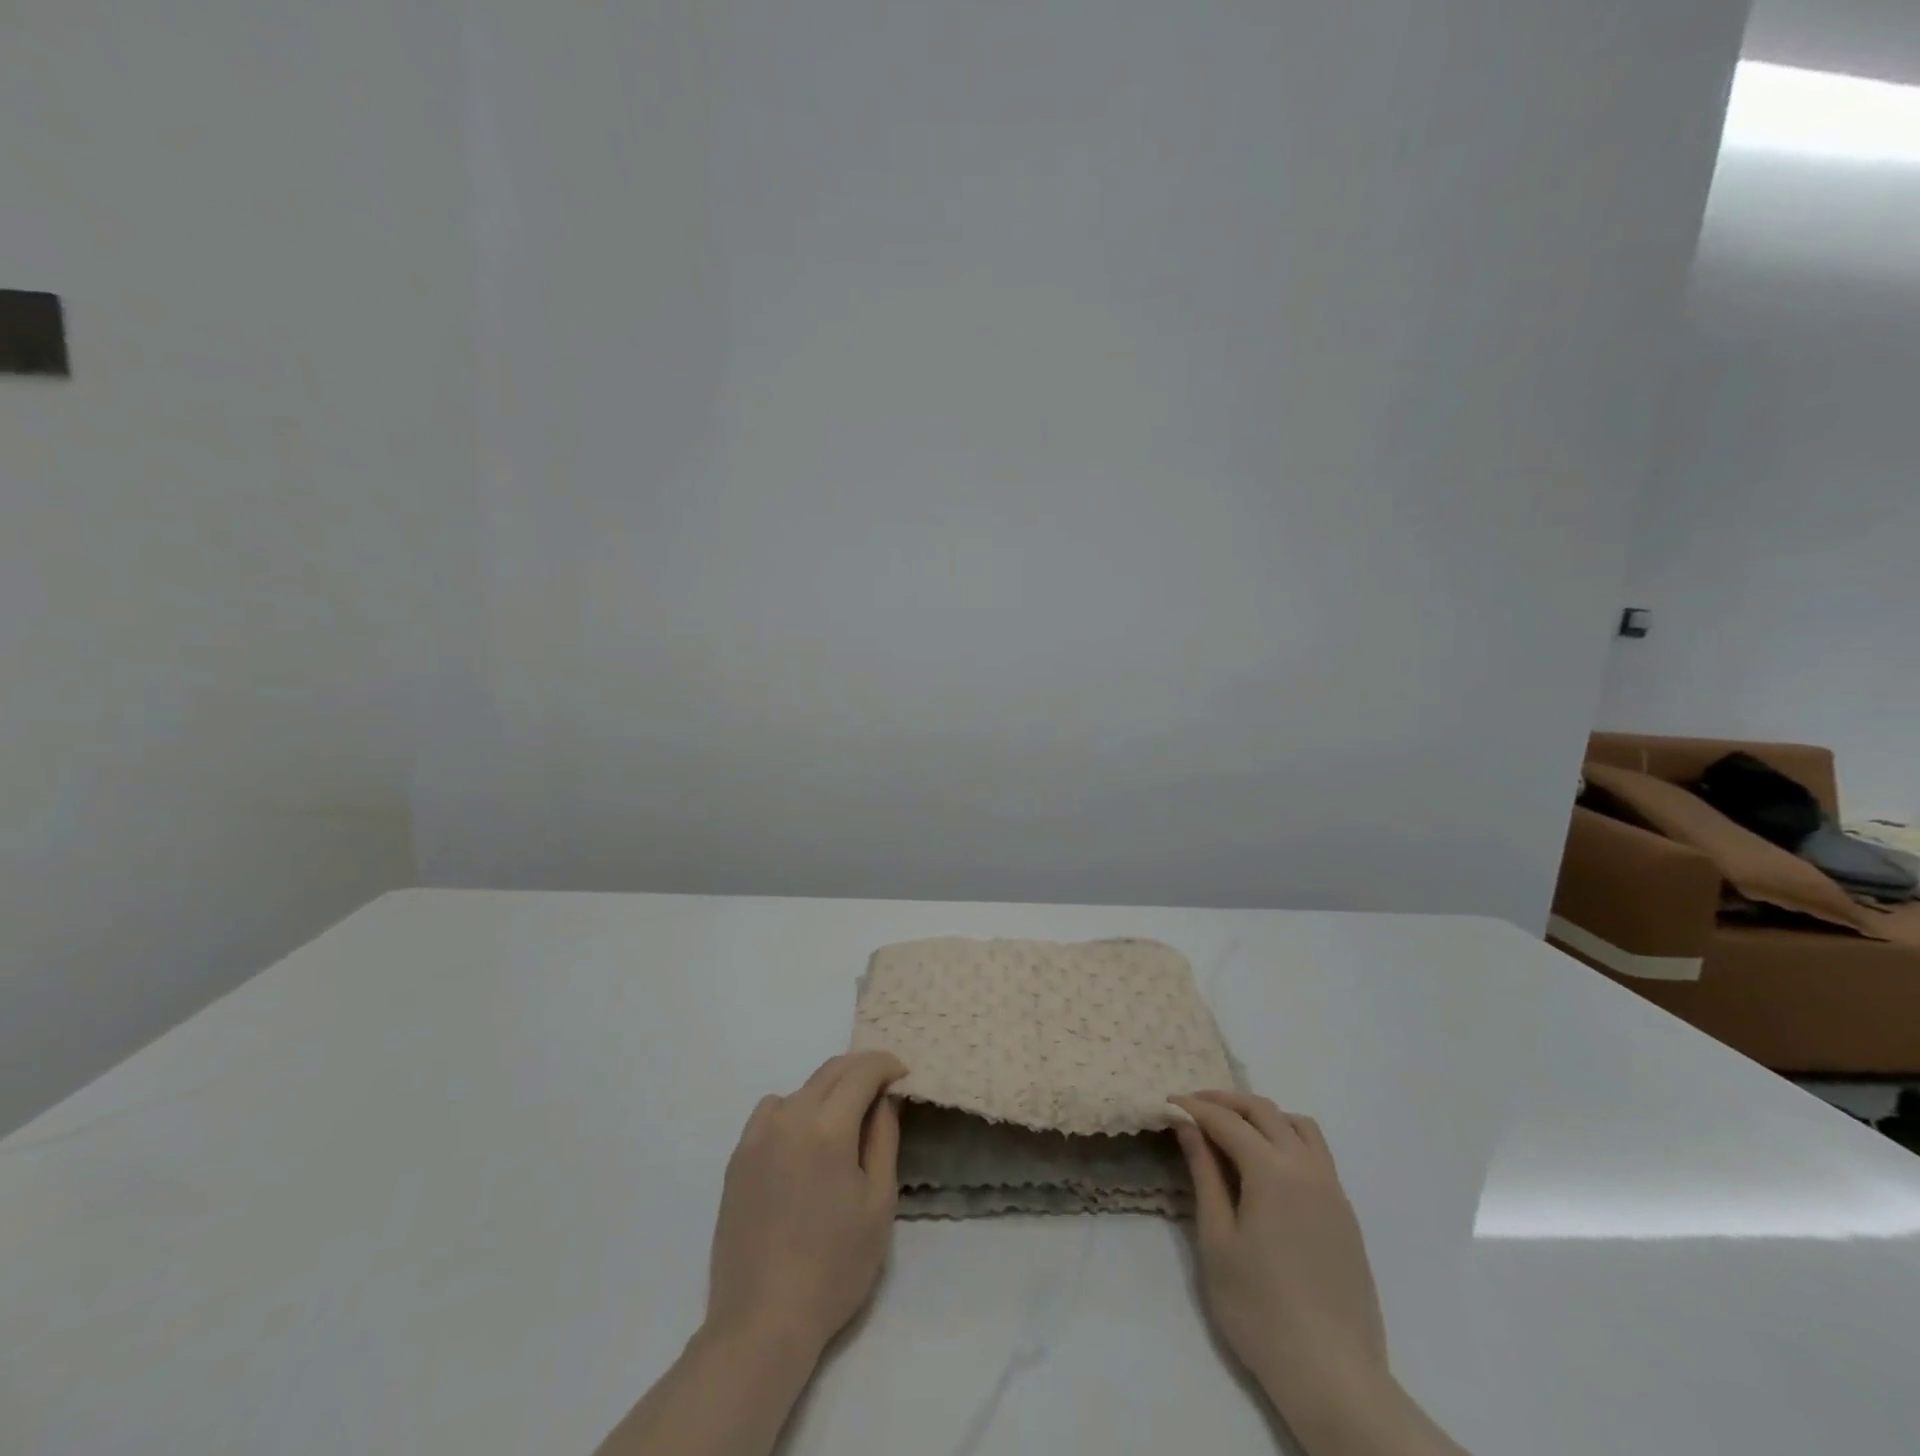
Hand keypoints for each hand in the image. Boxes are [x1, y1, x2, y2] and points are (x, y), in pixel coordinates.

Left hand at [705, 1051, 907, 1358]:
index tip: (903, 1075)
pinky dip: (794, 1109)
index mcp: (826, 1128)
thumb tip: (884, 1098)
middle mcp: (788, 1118)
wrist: (762, 1321)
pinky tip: (803, 1143)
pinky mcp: (738, 1158)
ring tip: (843, 1120)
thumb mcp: (878, 1203)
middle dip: (861, 1070)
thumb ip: (883, 1139)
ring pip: (800, 1089)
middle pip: (830, 1072)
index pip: (861, 1072)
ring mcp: (757, 1137)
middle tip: (883, 1088)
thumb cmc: (833, 1266)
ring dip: (828, 1090)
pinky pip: (771, 1112)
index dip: (886, 1065)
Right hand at [1170, 1092, 1389, 1428]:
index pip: (1226, 1120)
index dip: (1194, 1107)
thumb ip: (1204, 1175)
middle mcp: (1306, 1167)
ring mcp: (1332, 1189)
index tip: (1168, 1101)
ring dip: (1262, 1115)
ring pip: (1298, 1125)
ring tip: (1233, 1128)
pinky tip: (1268, 1164)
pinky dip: (1287, 1137)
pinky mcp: (1345, 1213)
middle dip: (1225, 1101)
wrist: (1334, 1376)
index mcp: (1272, 1171)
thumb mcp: (1217, 1240)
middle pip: (1263, 1111)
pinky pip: (1316, 1153)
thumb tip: (1188, 1127)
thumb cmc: (1260, 1309)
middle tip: (1193, 1106)